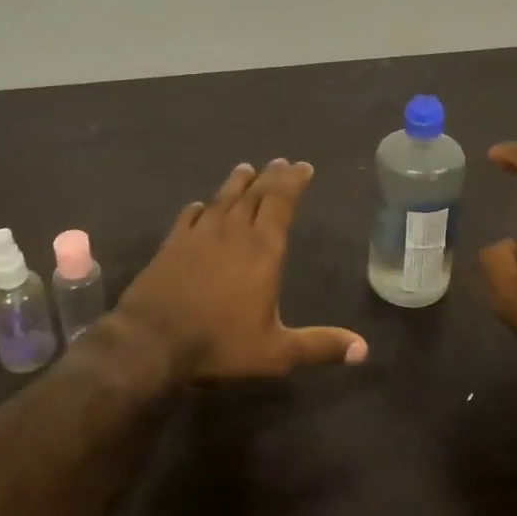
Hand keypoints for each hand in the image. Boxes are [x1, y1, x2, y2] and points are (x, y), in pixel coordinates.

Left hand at [115, 159, 368, 379]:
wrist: (152, 340)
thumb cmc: (220, 344)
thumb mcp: (276, 353)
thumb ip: (320, 346)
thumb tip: (364, 350)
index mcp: (263, 250)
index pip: (282, 203)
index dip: (294, 182)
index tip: (302, 166)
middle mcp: (233, 232)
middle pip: (255, 194)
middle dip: (271, 176)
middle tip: (281, 162)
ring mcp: (199, 235)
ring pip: (222, 199)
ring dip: (236, 183)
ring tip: (246, 169)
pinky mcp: (172, 244)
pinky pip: (189, 217)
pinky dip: (200, 208)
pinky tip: (200, 206)